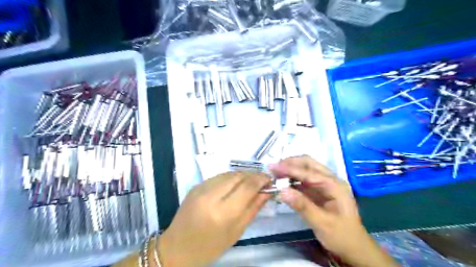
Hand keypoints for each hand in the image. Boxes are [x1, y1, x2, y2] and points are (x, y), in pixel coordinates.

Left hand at [157, 171, 270, 266]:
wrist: (177, 247)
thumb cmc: (210, 246)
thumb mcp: (236, 231)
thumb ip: (253, 208)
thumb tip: (267, 191)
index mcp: (222, 212)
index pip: (247, 186)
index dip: (261, 179)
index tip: (270, 180)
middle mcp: (211, 195)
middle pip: (238, 176)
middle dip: (253, 176)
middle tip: (261, 182)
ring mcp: (201, 188)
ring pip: (229, 173)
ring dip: (242, 176)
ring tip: (249, 183)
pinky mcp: (196, 185)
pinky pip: (219, 176)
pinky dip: (230, 178)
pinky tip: (234, 186)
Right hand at [271, 156, 398, 266]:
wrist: (354, 249)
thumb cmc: (341, 236)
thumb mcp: (322, 223)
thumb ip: (302, 206)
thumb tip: (281, 191)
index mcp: (335, 185)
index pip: (309, 172)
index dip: (290, 169)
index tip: (273, 167)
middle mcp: (330, 180)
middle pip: (309, 164)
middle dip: (290, 163)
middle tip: (273, 168)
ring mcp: (324, 185)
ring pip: (306, 169)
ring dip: (291, 169)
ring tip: (275, 173)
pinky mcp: (319, 191)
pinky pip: (304, 180)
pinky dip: (292, 178)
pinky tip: (283, 181)